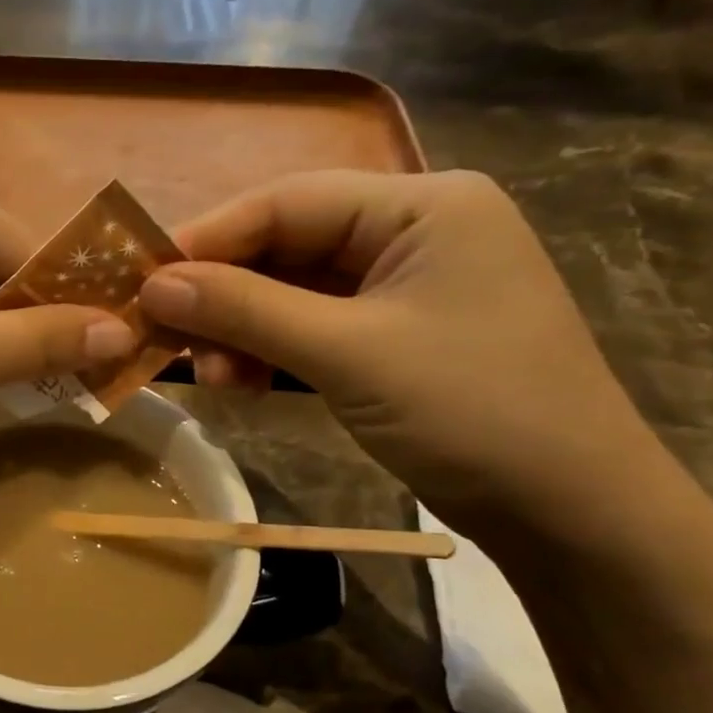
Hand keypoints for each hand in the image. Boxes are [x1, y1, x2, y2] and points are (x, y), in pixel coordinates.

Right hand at [138, 170, 670, 533]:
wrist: (570, 511)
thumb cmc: (472, 412)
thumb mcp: (348, 354)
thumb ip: (246, 311)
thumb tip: (154, 285)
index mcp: (423, 205)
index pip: (288, 201)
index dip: (208, 238)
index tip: (142, 279)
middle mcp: (413, 230)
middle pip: (287, 245)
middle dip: (224, 294)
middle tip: (167, 336)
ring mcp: (405, 285)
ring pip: (292, 291)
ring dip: (243, 330)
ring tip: (214, 377)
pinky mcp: (395, 333)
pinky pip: (313, 326)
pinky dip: (272, 351)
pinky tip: (246, 382)